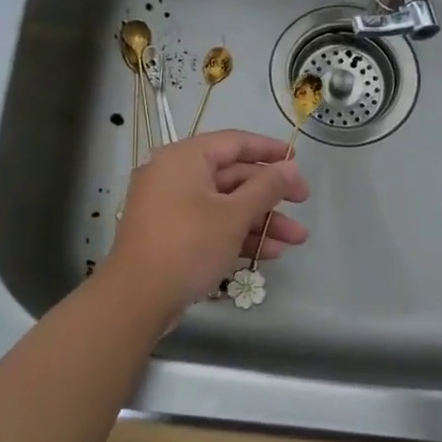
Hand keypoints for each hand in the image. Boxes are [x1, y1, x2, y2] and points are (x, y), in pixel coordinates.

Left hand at [100, 130, 310, 322]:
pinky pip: (211, 225)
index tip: (298, 160)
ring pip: (225, 205)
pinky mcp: (171, 235)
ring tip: (296, 240)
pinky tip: (269, 253)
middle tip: (304, 203)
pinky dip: (238, 235)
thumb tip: (290, 166)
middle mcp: (174, 175)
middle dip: (271, 195)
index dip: (270, 150)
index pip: (234, 142)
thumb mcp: (234, 215)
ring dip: (261, 220)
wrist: (137, 299)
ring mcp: (170, 207)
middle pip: (232, 176)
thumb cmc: (188, 245)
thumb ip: (266, 187)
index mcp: (185, 158)